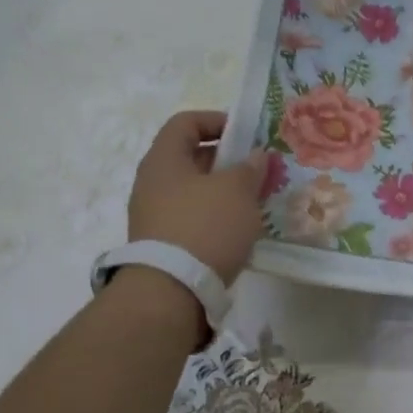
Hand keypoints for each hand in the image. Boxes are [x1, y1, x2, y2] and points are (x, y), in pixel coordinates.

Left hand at [127, 111, 267, 283]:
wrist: (171, 292)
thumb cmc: (204, 227)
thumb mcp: (237, 190)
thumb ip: (249, 167)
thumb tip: (256, 156)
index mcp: (164, 159)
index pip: (185, 122)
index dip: (217, 120)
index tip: (246, 134)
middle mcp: (152, 183)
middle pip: (191, 157)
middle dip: (228, 160)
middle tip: (259, 169)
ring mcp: (154, 215)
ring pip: (195, 190)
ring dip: (225, 191)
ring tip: (255, 201)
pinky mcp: (163, 243)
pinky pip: (193, 217)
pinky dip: (216, 216)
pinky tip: (239, 229)